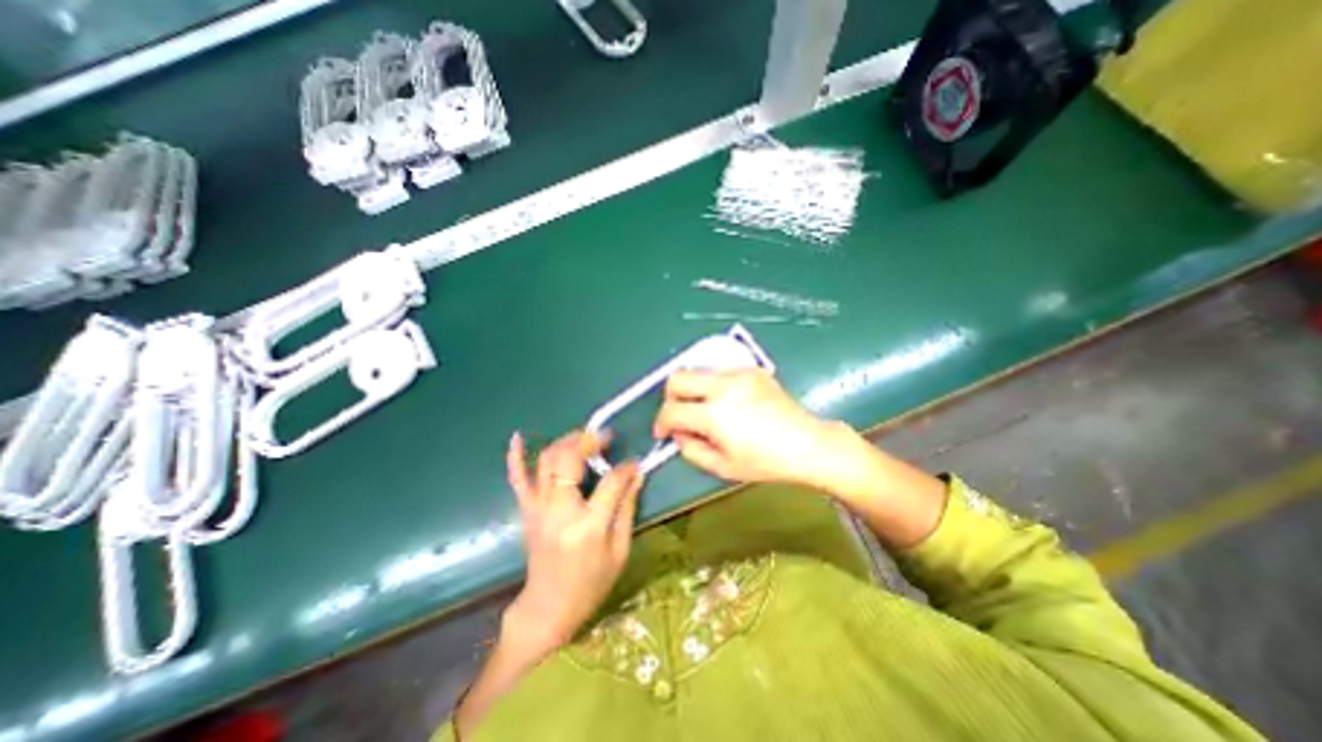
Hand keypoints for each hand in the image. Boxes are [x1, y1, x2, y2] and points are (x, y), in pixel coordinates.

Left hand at [506, 430, 643, 654]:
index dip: (625, 468)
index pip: (610, 482)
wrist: (549, 607)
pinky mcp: (526, 510)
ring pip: (548, 460)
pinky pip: (517, 478)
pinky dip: (516, 456)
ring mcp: (538, 508)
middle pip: (570, 459)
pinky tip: (518, 436)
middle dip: (590, 440)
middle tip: (606, 437)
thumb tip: (637, 474)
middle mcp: (559, 511)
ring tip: (585, 436)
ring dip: (567, 441)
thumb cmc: (591, 583)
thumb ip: (627, 508)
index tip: (634, 463)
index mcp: (588, 526)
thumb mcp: (619, 550)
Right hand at [652, 368, 857, 486]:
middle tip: (679, 415)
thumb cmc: (765, 462)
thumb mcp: (722, 467)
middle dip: (670, 397)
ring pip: (697, 371)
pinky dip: (713, 386)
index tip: (663, 433)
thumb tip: (678, 433)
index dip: (661, 423)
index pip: (672, 411)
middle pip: (677, 377)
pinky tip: (728, 403)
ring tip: (705, 410)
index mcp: (715, 414)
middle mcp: (723, 387)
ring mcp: (738, 374)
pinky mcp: (751, 370)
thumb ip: (691, 450)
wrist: (807, 443)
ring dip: (693, 390)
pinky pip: (719, 372)